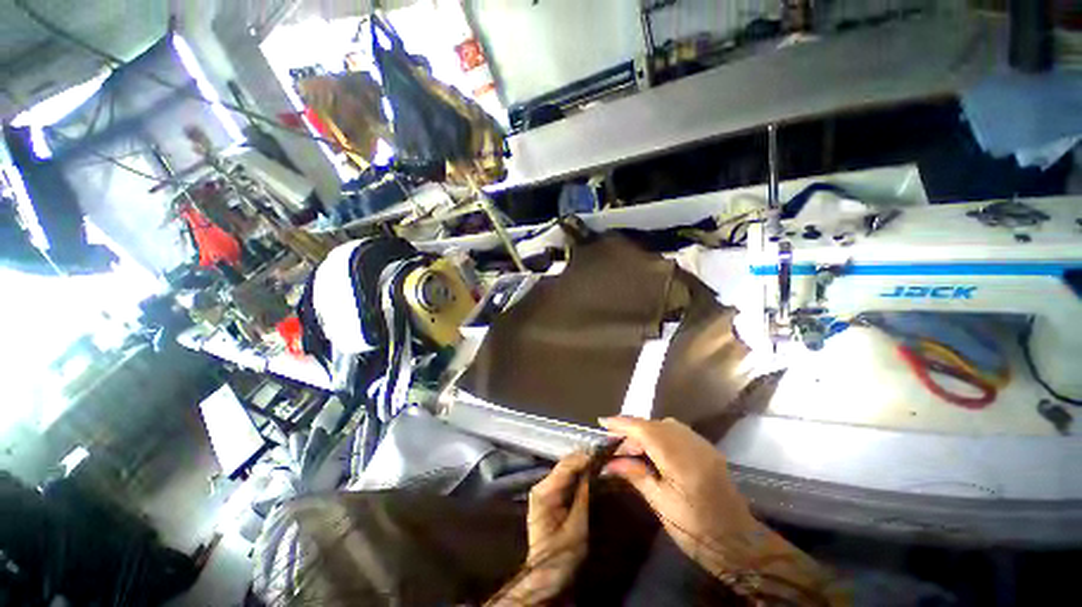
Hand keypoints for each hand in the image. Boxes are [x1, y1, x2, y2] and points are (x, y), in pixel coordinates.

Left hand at [488, 452, 589, 605]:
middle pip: (564, 466)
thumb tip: (592, 470)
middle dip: (583, 460)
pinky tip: (590, 473)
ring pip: (565, 471)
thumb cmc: (561, 555)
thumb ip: (583, 495)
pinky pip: (565, 480)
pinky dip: (578, 476)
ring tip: (600, 460)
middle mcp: (541, 486)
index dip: (583, 457)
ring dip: (582, 466)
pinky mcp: (549, 497)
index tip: (601, 452)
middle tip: (603, 455)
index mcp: (544, 491)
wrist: (546, 577)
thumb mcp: (577, 525)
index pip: (565, 466)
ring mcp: (544, 490)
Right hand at [600, 417, 837, 602]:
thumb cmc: (697, 531)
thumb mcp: (661, 504)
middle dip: (633, 430)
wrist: (740, 544)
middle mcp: (693, 445)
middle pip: (655, 425)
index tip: (602, 421)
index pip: (645, 430)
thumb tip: (609, 463)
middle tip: (616, 447)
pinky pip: (678, 432)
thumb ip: (636, 475)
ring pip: (666, 425)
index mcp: (681, 461)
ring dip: (646, 431)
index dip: (623, 423)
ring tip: (633, 450)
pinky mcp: (708, 449)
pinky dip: (661, 434)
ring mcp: (703, 445)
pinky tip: (654, 451)